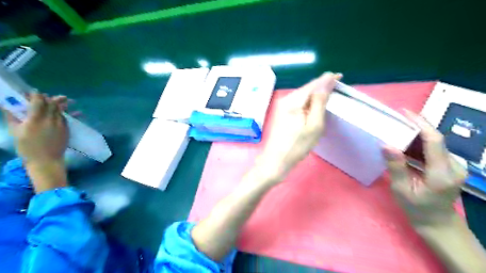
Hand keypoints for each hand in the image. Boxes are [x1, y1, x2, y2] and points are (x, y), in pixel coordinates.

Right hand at [4, 92, 68, 163]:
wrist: (47, 160)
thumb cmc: (27, 147)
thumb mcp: (16, 132)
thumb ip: (13, 117)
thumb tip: (7, 106)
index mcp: (35, 120)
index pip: (39, 102)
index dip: (36, 95)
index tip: (33, 92)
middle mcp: (50, 120)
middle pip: (52, 104)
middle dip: (48, 98)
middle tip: (43, 97)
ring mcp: (61, 124)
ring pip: (60, 110)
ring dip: (56, 105)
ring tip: (54, 101)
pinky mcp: (67, 129)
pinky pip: (64, 117)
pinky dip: (60, 113)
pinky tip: (57, 113)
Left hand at [258, 73, 340, 177]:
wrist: (275, 160)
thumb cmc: (297, 146)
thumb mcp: (313, 125)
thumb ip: (319, 102)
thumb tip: (326, 82)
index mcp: (293, 101)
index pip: (313, 84)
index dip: (327, 79)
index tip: (339, 76)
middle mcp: (285, 99)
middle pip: (307, 88)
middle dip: (321, 85)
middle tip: (336, 85)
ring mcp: (282, 106)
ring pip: (302, 95)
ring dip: (315, 93)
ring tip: (328, 93)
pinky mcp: (281, 113)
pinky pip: (298, 102)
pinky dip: (308, 101)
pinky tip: (314, 104)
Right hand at [382, 110, 468, 226]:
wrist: (437, 222)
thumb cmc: (416, 208)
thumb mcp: (402, 190)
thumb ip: (396, 167)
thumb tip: (386, 145)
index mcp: (441, 173)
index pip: (434, 141)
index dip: (420, 124)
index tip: (404, 113)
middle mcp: (453, 166)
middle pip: (435, 139)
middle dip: (415, 126)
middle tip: (395, 120)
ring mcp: (454, 165)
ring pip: (434, 142)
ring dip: (415, 134)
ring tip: (396, 129)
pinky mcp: (449, 166)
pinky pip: (433, 149)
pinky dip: (417, 143)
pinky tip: (404, 143)